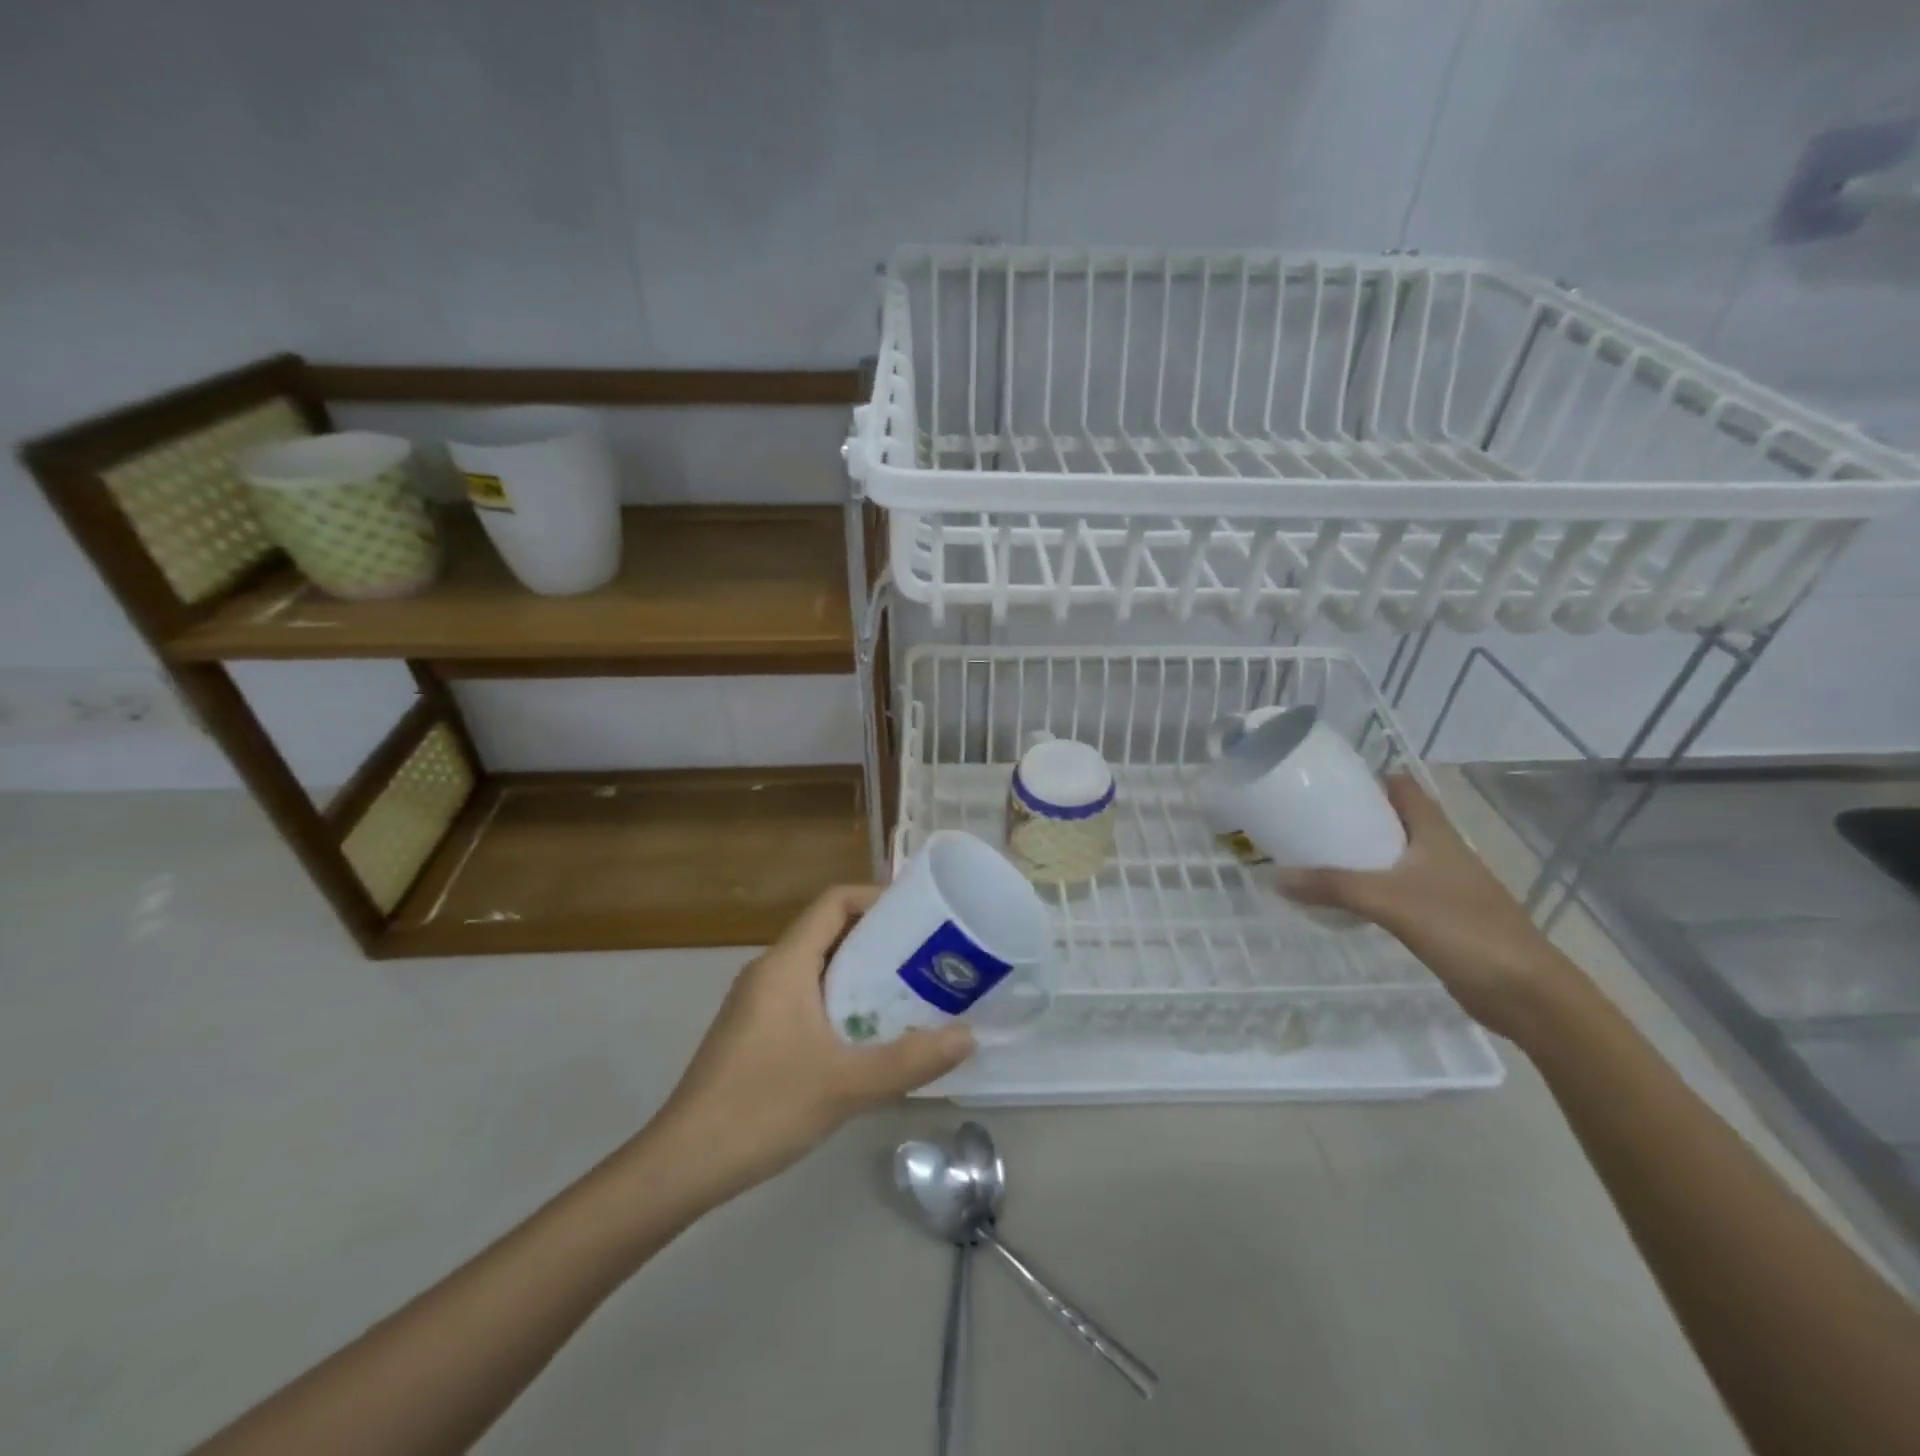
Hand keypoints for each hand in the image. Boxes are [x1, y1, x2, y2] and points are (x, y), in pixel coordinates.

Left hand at [648, 885, 975, 1198]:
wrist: (681, 1166)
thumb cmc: (762, 1109)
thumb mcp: (845, 1085)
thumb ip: (910, 1060)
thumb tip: (969, 1036)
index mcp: (785, 964)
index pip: (833, 902)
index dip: (876, 897)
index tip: (919, 915)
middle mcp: (769, 971)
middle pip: (828, 931)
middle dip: (878, 937)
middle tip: (927, 956)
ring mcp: (757, 1002)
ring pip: (817, 966)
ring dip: (861, 972)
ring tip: (909, 992)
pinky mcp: (754, 1031)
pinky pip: (804, 995)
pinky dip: (840, 1000)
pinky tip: (867, 1035)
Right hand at [1274, 775, 1573, 1037]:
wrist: (1526, 993)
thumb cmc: (1463, 929)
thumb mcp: (1389, 901)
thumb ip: (1332, 886)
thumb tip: (1273, 877)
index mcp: (1436, 833)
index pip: (1402, 787)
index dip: (1368, 779)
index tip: (1326, 783)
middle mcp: (1440, 852)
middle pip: (1394, 820)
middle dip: (1354, 817)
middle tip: (1308, 821)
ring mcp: (1443, 885)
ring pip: (1394, 856)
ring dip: (1360, 854)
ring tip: (1315, 856)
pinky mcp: (1440, 916)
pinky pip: (1395, 889)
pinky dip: (1369, 887)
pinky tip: (1343, 899)